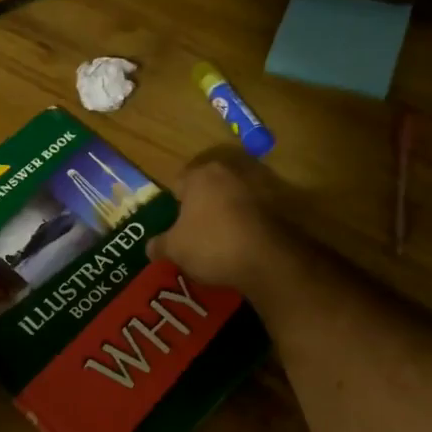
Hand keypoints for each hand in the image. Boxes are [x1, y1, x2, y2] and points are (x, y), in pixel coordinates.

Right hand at [147, 150, 297, 296]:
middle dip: (200, 208)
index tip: (173, 228)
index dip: (172, 207)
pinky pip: (253, 213)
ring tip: (219, 242)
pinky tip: (241, 245)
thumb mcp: (174, 250)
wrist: (268, 260)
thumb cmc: (212, 245)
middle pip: (207, 189)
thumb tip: (151, 246)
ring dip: (225, 215)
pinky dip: (246, 224)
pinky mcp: (280, 204)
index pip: (177, 184)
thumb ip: (158, 245)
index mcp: (200, 174)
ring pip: (231, 199)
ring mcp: (258, 185)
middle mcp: (230, 171)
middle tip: (194, 235)